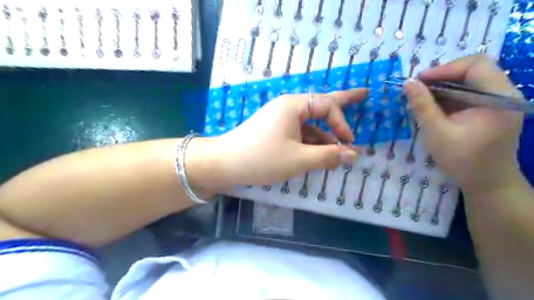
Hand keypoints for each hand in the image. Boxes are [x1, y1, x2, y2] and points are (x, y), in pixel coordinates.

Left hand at [205, 88, 367, 188]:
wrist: (225, 164)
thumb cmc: (262, 158)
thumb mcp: (298, 159)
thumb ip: (327, 156)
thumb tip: (353, 155)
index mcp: (293, 106)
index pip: (327, 105)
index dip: (342, 123)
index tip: (349, 143)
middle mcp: (287, 107)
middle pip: (320, 104)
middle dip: (343, 103)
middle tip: (364, 94)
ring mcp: (279, 119)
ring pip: (309, 123)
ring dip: (324, 135)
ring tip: (339, 147)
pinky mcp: (274, 131)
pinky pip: (298, 133)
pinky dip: (310, 142)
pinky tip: (318, 153)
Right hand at [405, 54, 521, 193]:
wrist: (487, 183)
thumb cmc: (462, 160)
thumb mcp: (436, 133)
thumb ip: (422, 106)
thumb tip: (408, 83)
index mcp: (498, 98)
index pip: (476, 65)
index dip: (445, 68)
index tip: (419, 81)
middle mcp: (504, 94)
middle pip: (474, 70)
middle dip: (442, 77)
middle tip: (417, 89)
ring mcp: (499, 102)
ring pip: (470, 82)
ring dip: (444, 87)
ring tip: (421, 98)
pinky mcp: (492, 110)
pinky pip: (469, 94)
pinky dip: (449, 97)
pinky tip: (433, 107)